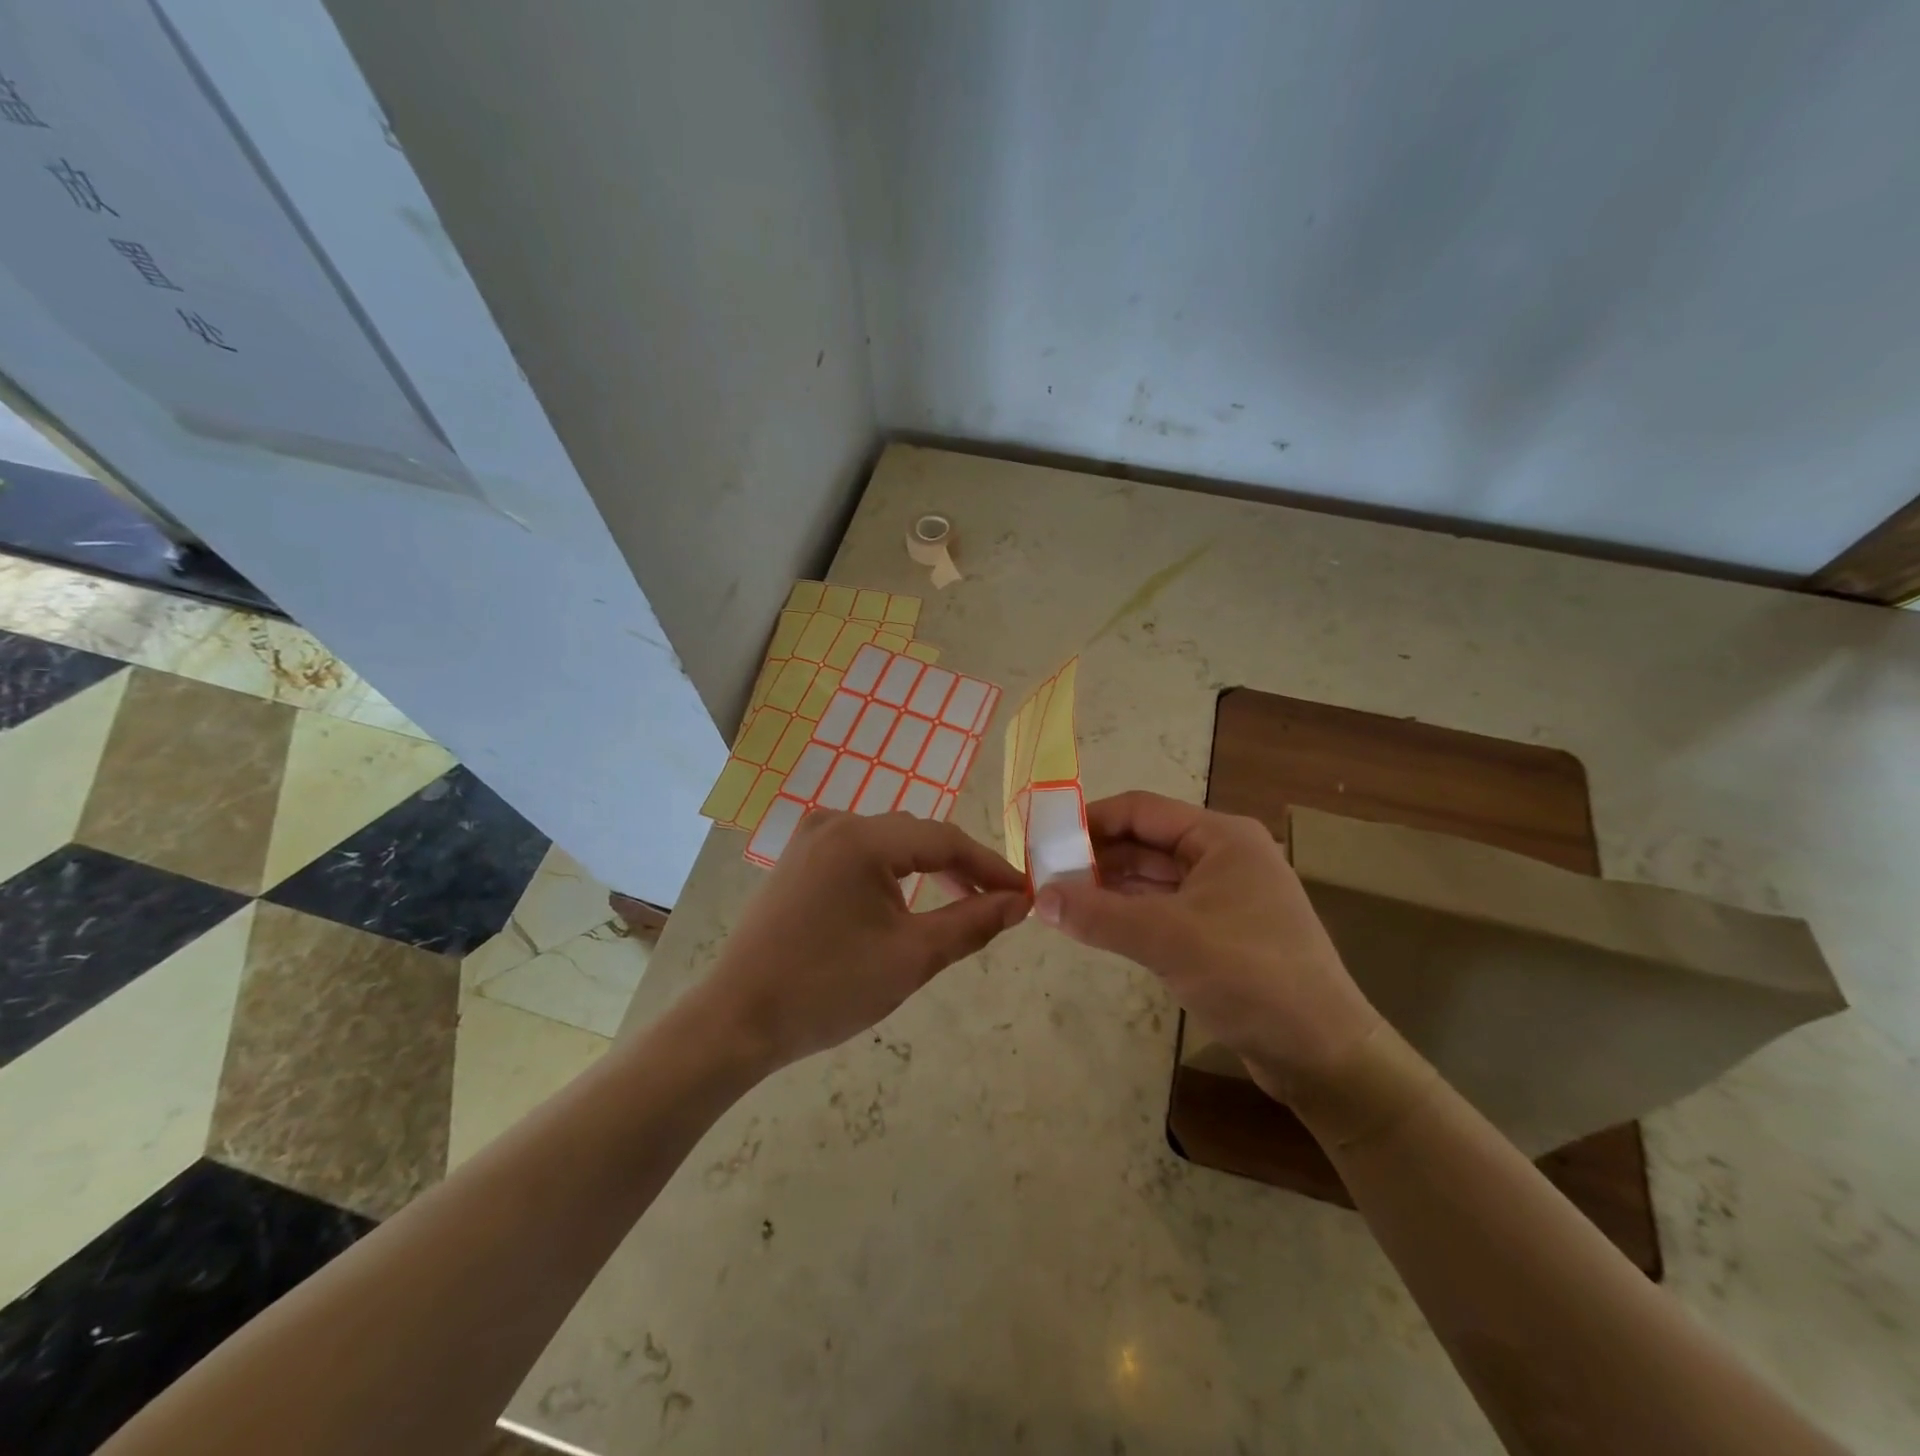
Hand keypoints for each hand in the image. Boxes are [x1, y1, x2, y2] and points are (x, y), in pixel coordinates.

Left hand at [699, 811, 1028, 1071]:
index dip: (989, 865)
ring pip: (888, 842)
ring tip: (958, 900)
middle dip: (959, 865)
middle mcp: (835, 823)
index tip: (1023, 892)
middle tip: (995, 901)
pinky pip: (859, 852)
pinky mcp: (797, 859)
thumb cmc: (828, 989)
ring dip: (926, 867)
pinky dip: (891, 871)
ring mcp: (811, 838)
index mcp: (861, 839)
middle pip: (915, 835)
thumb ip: (971, 923)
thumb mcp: (911, 958)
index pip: (944, 839)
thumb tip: (1018, 903)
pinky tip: (905, 899)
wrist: (737, 1020)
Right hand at [1033, 791, 1378, 1100]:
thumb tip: (1038, 898)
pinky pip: (1162, 908)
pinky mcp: (1220, 932)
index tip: (1045, 839)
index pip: (1141, 810)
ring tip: (1059, 898)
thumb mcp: (1169, 940)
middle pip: (1145, 842)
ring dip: (1108, 885)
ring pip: (1152, 877)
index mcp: (1221, 837)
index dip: (1090, 820)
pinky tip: (1095, 924)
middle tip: (1045, 874)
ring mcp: (1223, 895)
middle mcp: (1223, 856)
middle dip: (1096, 855)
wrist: (1324, 1056)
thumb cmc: (1252, 977)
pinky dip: (1128, 912)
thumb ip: (1100, 915)